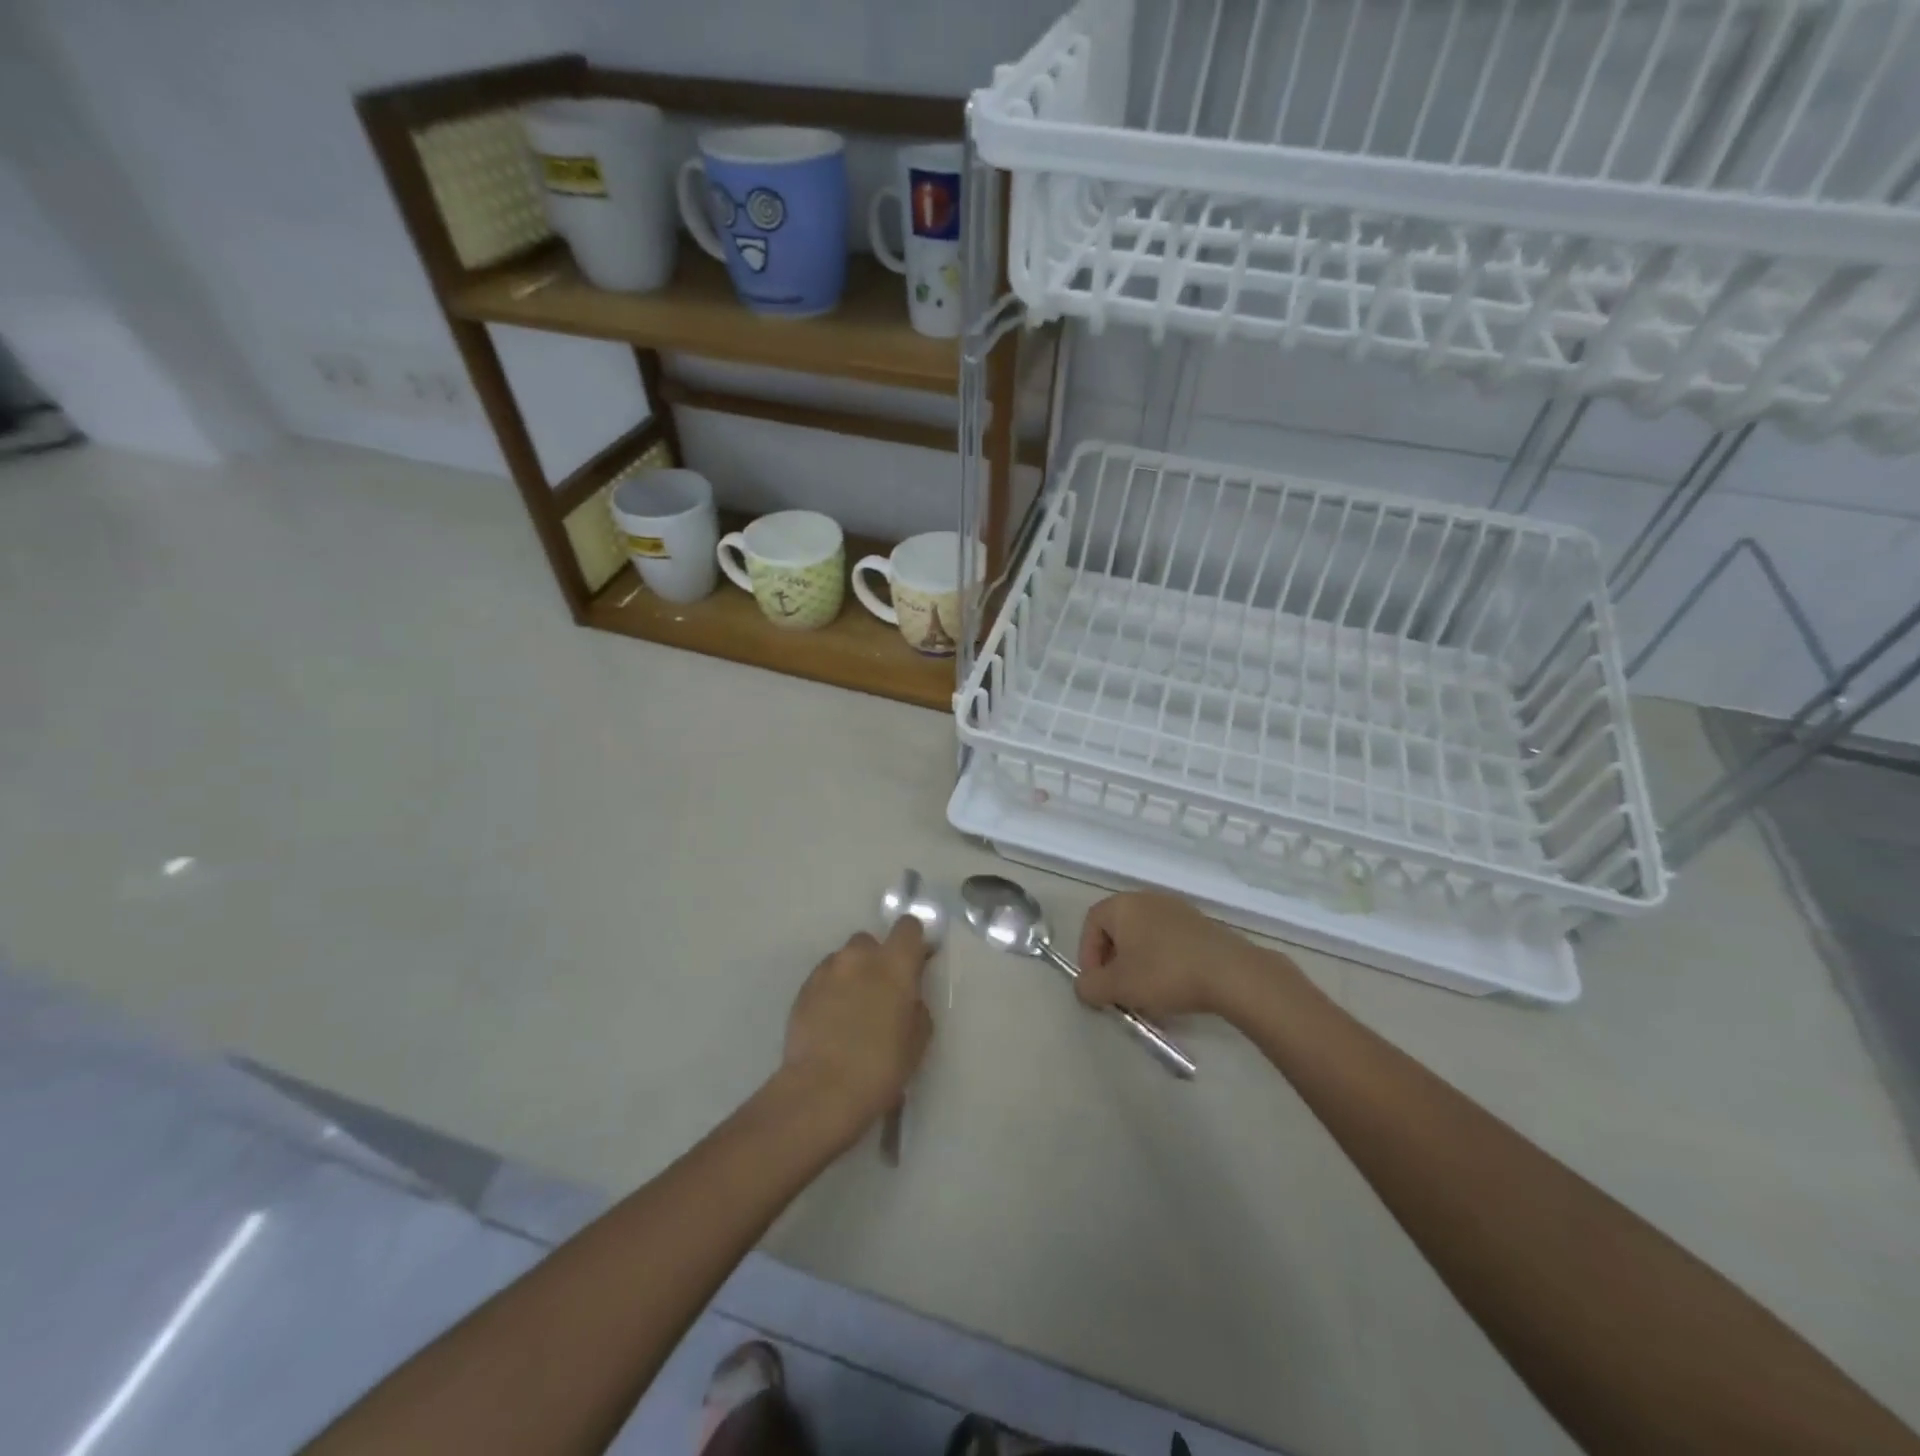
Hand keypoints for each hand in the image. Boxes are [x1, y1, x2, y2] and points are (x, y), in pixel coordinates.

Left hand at [779, 917, 932, 1142]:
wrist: (822, 1090)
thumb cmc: (881, 1066)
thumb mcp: (917, 1039)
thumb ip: (916, 1006)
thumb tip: (907, 997)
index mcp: (894, 963)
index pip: (908, 926)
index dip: (913, 942)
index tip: (915, 963)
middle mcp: (859, 957)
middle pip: (870, 941)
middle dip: (876, 960)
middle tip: (881, 993)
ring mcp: (827, 970)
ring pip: (844, 960)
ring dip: (852, 975)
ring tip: (852, 1010)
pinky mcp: (803, 989)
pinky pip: (824, 979)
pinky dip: (831, 991)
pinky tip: (832, 1021)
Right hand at [1075, 890, 1282, 1021]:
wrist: (1230, 973)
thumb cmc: (1164, 973)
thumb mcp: (1118, 986)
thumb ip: (1090, 987)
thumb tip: (1084, 987)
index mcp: (1123, 905)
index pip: (1091, 925)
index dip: (1088, 956)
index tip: (1098, 985)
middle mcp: (1147, 899)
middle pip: (1117, 930)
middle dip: (1112, 962)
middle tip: (1118, 991)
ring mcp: (1176, 909)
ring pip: (1143, 937)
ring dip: (1137, 964)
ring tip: (1145, 993)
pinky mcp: (1199, 925)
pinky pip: (1167, 941)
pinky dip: (1161, 961)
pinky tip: (1171, 986)